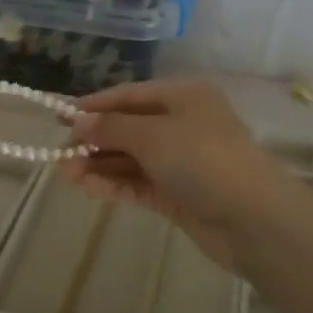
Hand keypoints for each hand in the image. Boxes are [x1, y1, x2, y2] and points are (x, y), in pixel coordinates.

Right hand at [59, 79, 288, 268]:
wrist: (252, 217)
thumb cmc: (202, 158)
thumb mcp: (152, 134)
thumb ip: (112, 127)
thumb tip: (78, 121)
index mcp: (183, 96)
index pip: (130, 95)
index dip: (95, 105)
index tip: (61, 116)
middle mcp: (183, 124)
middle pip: (130, 127)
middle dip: (95, 139)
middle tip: (60, 153)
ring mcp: (182, 162)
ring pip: (132, 158)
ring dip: (100, 164)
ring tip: (66, 174)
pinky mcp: (179, 195)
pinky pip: (140, 183)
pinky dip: (115, 184)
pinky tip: (88, 187)